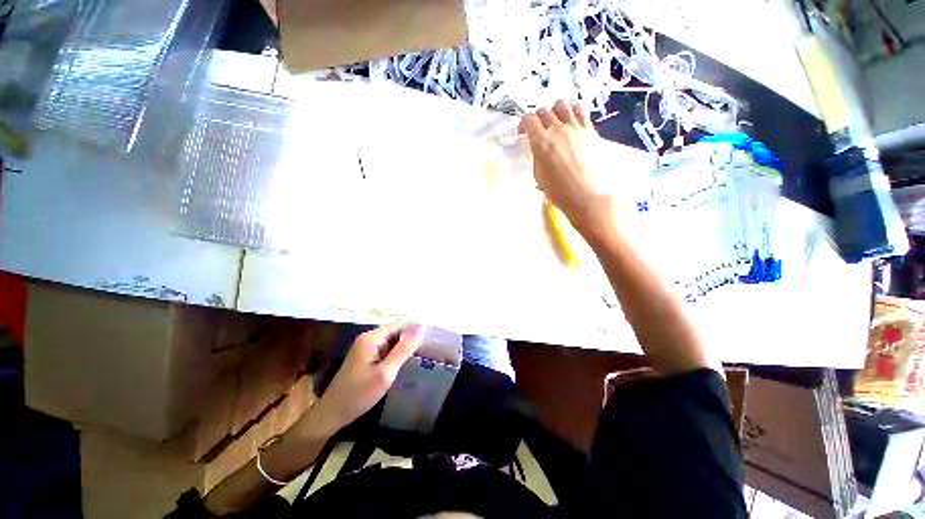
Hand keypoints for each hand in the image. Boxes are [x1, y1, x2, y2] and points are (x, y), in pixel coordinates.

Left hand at [309, 323, 424, 436]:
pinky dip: (396, 354)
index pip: (400, 324)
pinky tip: (405, 363)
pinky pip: (386, 350)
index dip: (416, 329)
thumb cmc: (359, 394)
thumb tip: (421, 328)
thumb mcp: (385, 373)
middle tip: (429, 350)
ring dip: (404, 347)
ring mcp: (366, 347)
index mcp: (372, 337)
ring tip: (422, 355)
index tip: (432, 339)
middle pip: (396, 331)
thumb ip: (403, 350)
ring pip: (392, 341)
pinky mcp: (366, 357)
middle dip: (411, 339)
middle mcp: (369, 338)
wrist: (331, 414)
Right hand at [519, 100, 610, 233]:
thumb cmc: (559, 192)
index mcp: (542, 143)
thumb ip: (537, 157)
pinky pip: (580, 110)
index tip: (523, 133)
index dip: (523, 124)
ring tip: (555, 122)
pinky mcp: (590, 130)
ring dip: (554, 111)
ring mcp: (575, 127)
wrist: (587, 196)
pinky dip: (572, 110)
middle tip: (538, 130)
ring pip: (562, 104)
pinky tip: (571, 120)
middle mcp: (558, 129)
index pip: (528, 120)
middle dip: (537, 119)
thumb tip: (538, 148)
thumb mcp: (539, 176)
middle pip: (543, 111)